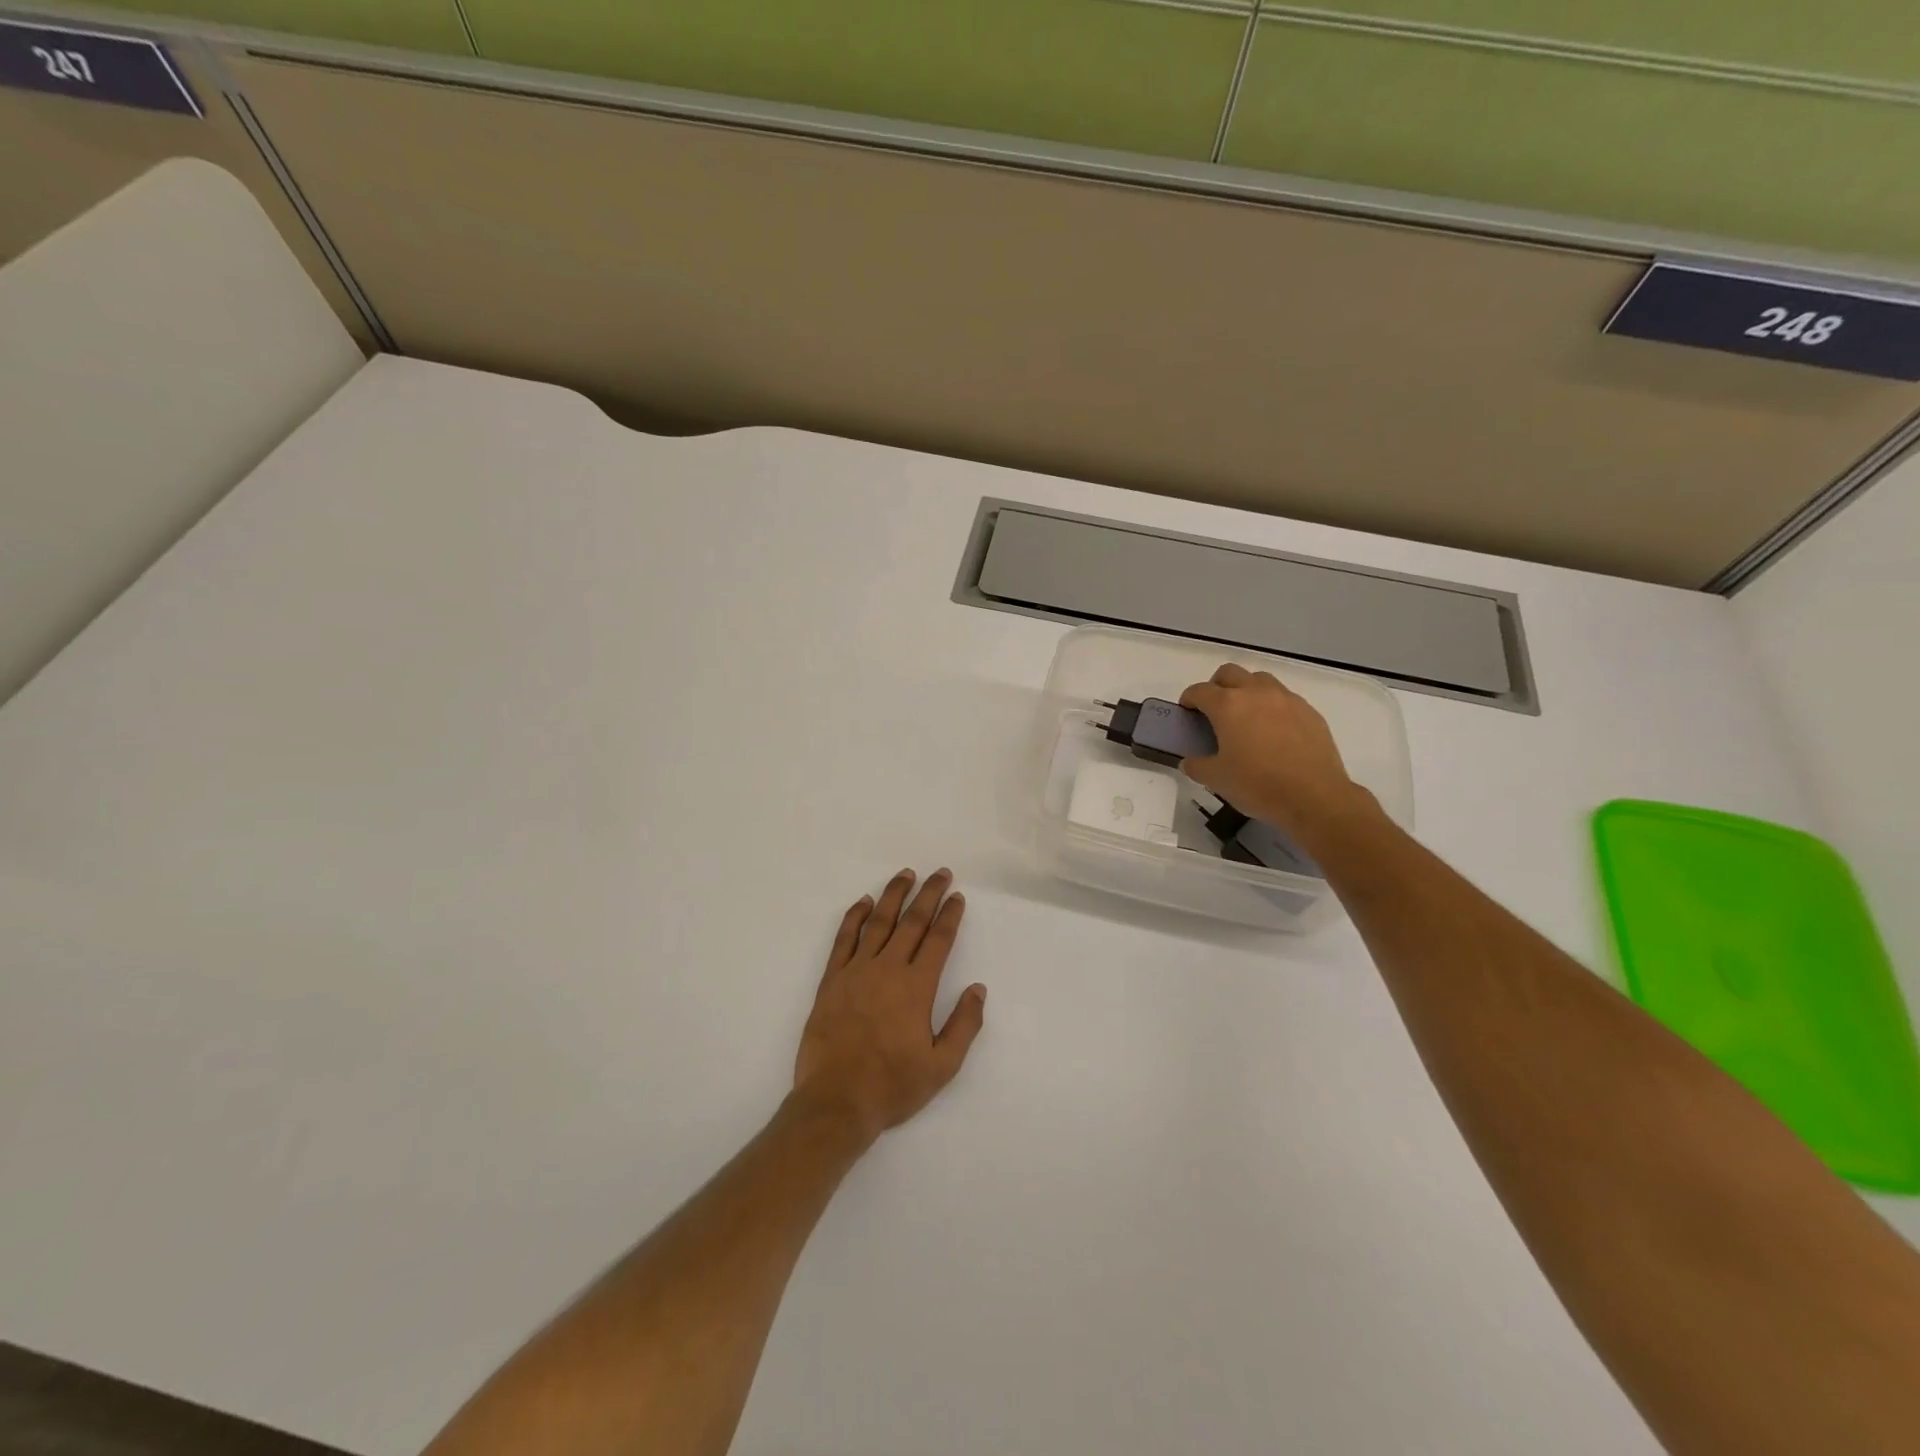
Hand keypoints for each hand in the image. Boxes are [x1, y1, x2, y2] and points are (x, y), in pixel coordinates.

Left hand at [792, 869, 986, 1147]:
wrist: (835, 1101)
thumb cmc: (892, 1086)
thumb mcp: (942, 1066)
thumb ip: (964, 1025)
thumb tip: (978, 988)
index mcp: (917, 987)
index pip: (938, 940)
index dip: (950, 915)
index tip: (957, 897)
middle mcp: (887, 969)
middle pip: (911, 922)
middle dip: (928, 894)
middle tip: (940, 873)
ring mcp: (856, 971)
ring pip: (878, 922)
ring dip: (893, 895)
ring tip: (906, 874)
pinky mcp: (831, 980)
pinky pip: (844, 939)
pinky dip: (854, 917)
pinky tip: (863, 902)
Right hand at [1179, 664, 1370, 840]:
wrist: (1314, 797)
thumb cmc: (1257, 785)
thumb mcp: (1216, 780)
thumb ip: (1197, 765)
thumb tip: (1190, 761)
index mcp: (1228, 706)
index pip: (1200, 691)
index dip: (1189, 700)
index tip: (1188, 713)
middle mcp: (1256, 693)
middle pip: (1230, 673)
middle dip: (1217, 686)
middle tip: (1215, 711)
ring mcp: (1286, 699)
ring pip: (1260, 680)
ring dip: (1247, 691)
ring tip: (1246, 718)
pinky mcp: (1309, 712)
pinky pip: (1284, 699)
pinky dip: (1272, 707)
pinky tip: (1274, 733)